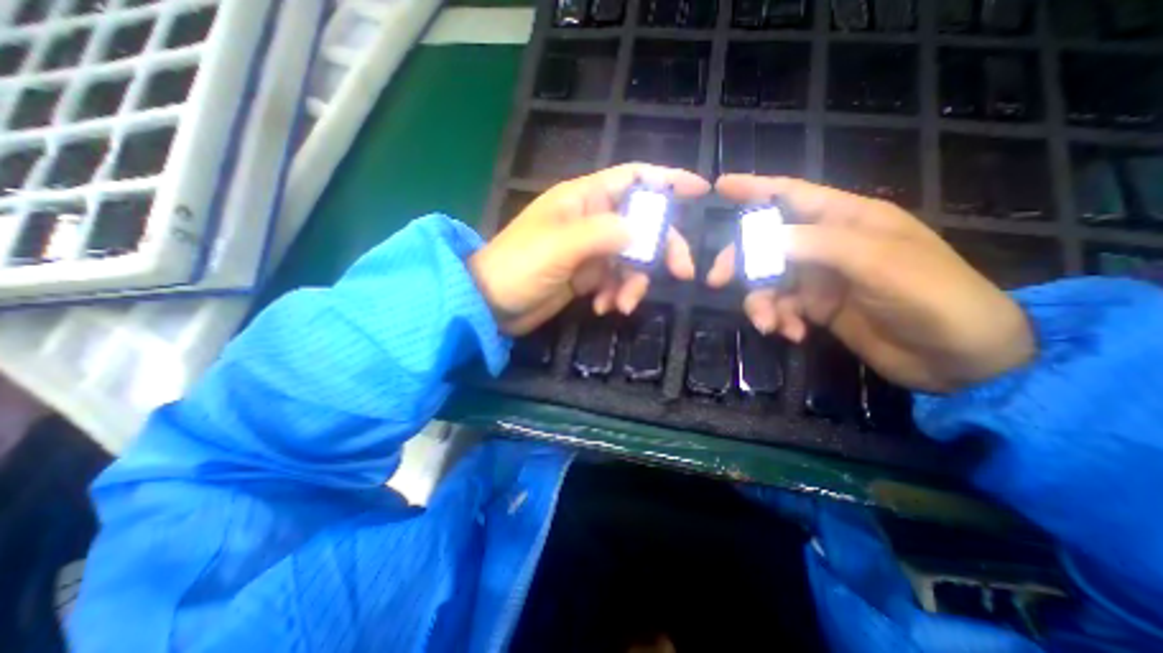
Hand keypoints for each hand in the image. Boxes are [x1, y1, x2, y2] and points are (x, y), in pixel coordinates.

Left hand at [470, 163, 709, 336]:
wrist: (491, 305)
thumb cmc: (518, 267)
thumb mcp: (560, 246)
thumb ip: (603, 233)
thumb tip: (645, 232)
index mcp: (583, 199)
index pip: (633, 178)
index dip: (667, 180)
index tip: (700, 190)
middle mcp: (591, 220)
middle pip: (642, 225)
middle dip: (661, 249)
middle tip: (681, 273)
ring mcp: (589, 251)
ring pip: (631, 260)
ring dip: (633, 283)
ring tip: (620, 305)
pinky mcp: (586, 276)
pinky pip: (614, 281)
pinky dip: (614, 295)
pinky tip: (602, 308)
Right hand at [708, 173, 1035, 391]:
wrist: (958, 358)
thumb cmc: (932, 296)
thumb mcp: (877, 263)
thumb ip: (816, 244)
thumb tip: (759, 237)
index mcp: (847, 219)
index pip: (792, 195)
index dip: (755, 188)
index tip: (720, 186)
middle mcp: (827, 245)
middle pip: (766, 243)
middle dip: (741, 261)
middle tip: (717, 281)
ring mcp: (819, 278)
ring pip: (768, 281)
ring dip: (761, 302)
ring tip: (769, 324)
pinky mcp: (816, 307)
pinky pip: (781, 307)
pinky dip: (779, 320)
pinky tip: (791, 335)